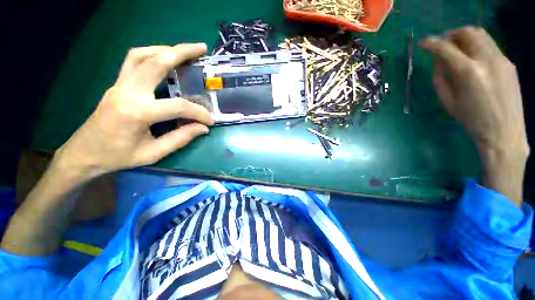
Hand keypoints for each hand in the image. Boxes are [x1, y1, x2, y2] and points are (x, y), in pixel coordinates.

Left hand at [56, 43, 213, 177]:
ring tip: (184, 51)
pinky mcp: (117, 85)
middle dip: (181, 52)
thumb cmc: (117, 157)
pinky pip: (133, 61)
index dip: (199, 113)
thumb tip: (203, 128)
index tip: (210, 120)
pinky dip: (151, 55)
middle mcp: (127, 91)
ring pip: (142, 55)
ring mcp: (119, 85)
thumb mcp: (153, 153)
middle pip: (156, 62)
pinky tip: (163, 59)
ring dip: (165, 49)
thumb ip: (180, 138)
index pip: (178, 106)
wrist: (84, 153)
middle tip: (201, 49)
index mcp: (137, 112)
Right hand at [421, 27, 528, 204]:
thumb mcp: (448, 101)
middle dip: (452, 34)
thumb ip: (441, 78)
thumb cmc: (472, 120)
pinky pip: (489, 46)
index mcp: (469, 72)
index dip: (432, 43)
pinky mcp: (509, 63)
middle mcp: (487, 60)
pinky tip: (472, 60)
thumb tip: (438, 61)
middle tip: (443, 44)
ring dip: (465, 38)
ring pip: (481, 35)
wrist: (504, 132)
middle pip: (468, 32)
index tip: (423, 43)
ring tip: (457, 49)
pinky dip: (477, 47)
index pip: (446, 49)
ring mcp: (501, 59)